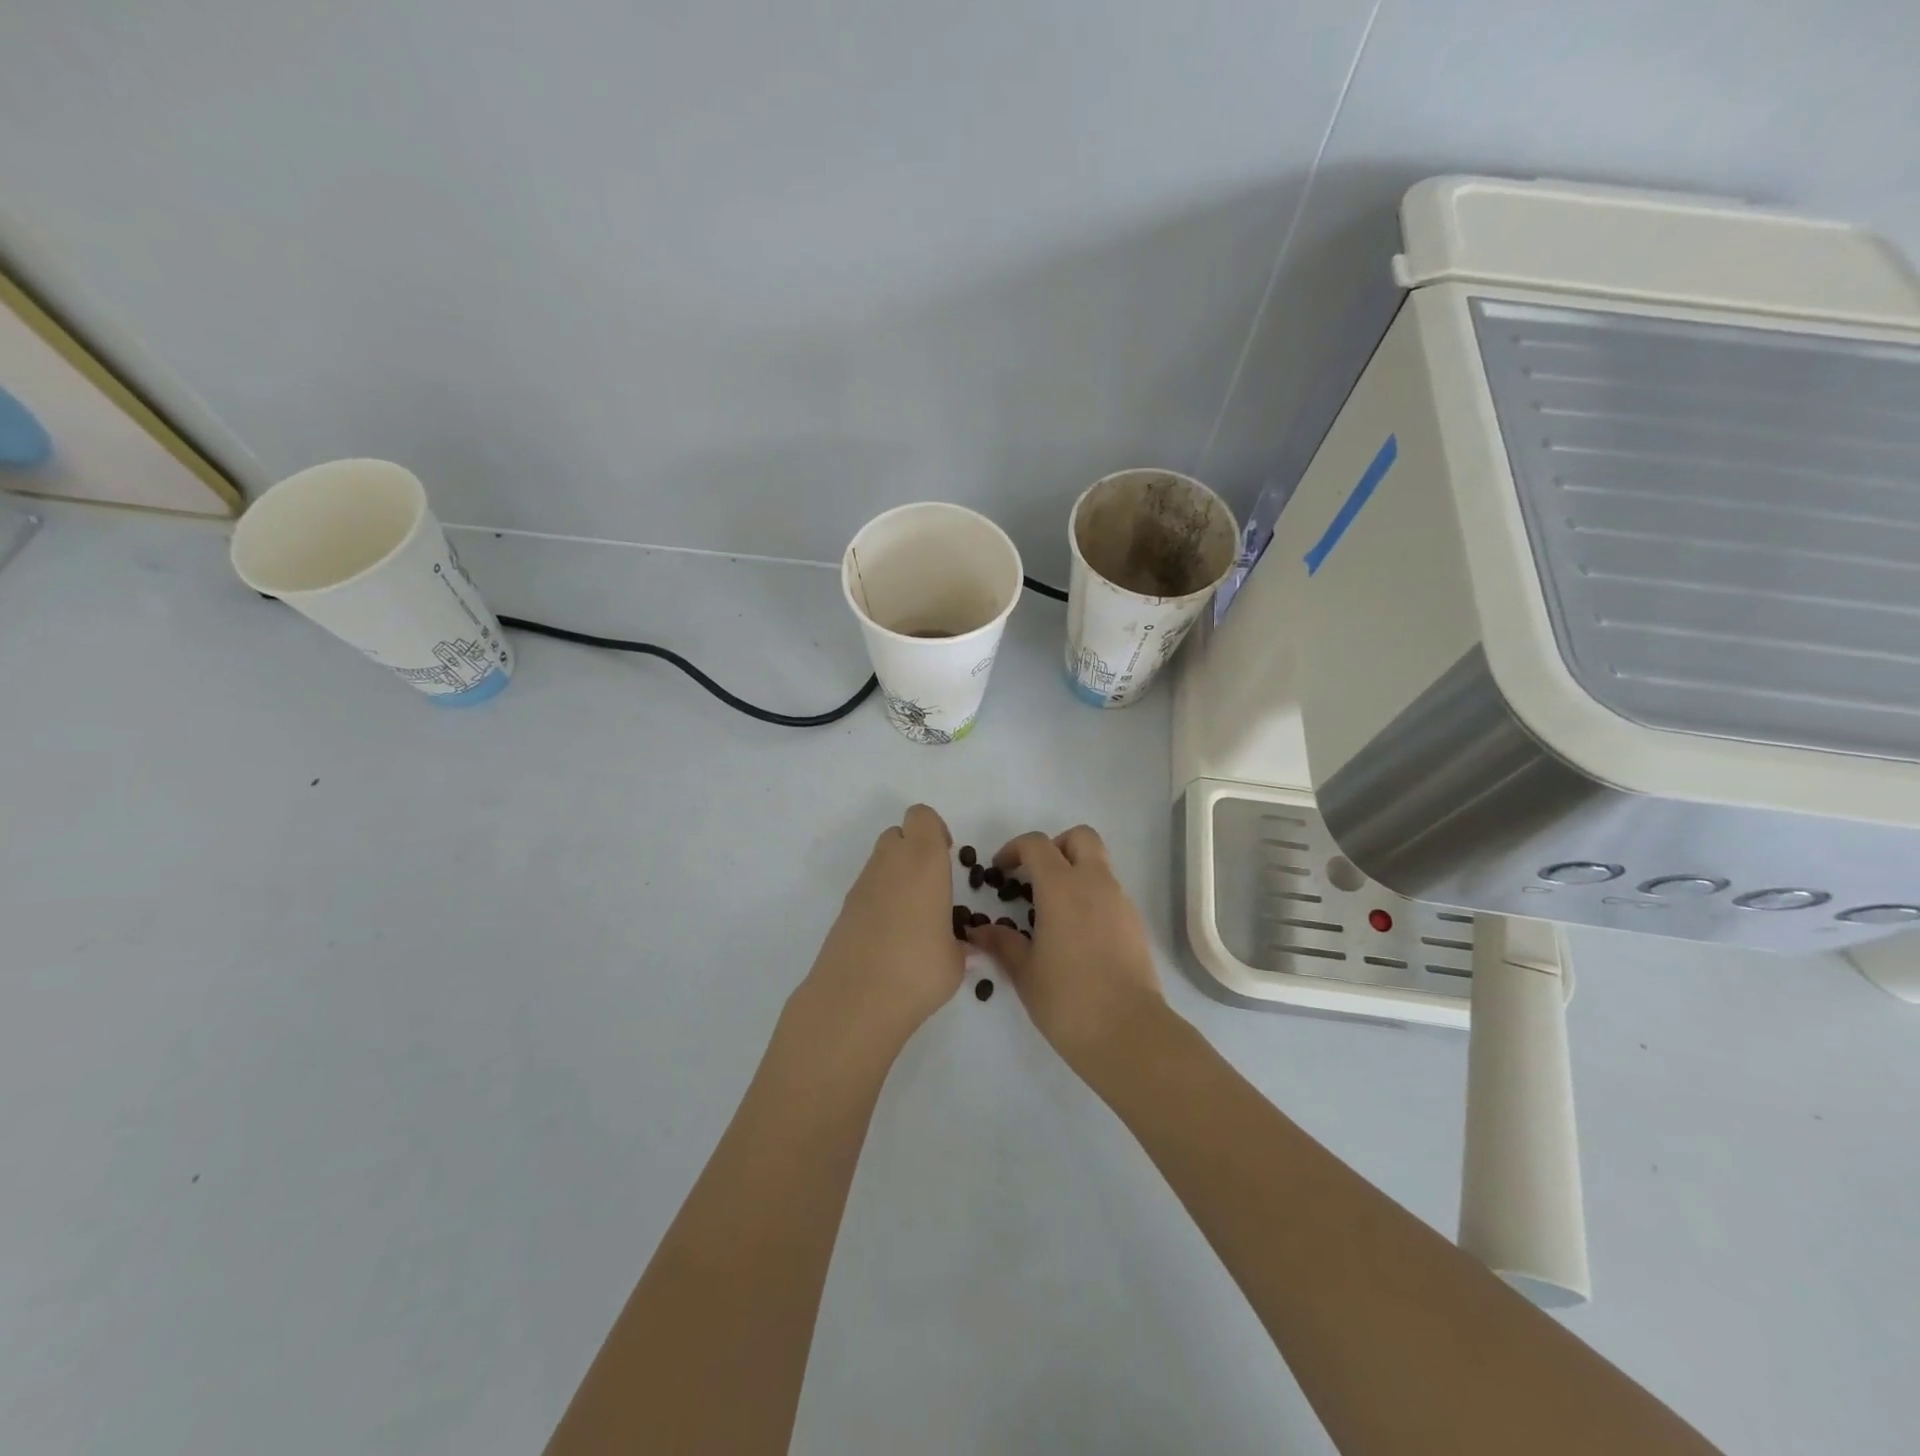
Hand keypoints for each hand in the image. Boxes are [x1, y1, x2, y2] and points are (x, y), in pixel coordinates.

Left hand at [788, 804, 966, 1064]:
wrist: (855, 1001)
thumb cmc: (918, 970)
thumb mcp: (955, 960)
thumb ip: (961, 945)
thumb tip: (963, 947)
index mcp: (923, 861)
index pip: (921, 817)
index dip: (935, 831)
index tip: (947, 858)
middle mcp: (890, 863)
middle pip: (898, 834)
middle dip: (915, 850)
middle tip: (932, 887)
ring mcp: (861, 886)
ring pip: (880, 861)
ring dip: (897, 876)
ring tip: (914, 918)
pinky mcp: (844, 910)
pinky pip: (867, 890)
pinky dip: (880, 900)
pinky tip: (891, 937)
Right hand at [966, 825, 1165, 1071]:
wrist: (1128, 1032)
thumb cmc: (1067, 1000)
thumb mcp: (1024, 971)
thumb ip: (1002, 942)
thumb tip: (977, 930)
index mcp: (1062, 887)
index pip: (1037, 844)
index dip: (1014, 849)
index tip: (1000, 871)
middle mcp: (1095, 883)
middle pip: (1080, 837)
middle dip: (1055, 847)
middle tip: (1035, 876)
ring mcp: (1120, 901)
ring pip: (1098, 864)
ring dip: (1074, 872)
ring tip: (1052, 911)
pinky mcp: (1135, 923)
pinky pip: (1110, 893)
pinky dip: (1091, 897)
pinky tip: (1076, 935)